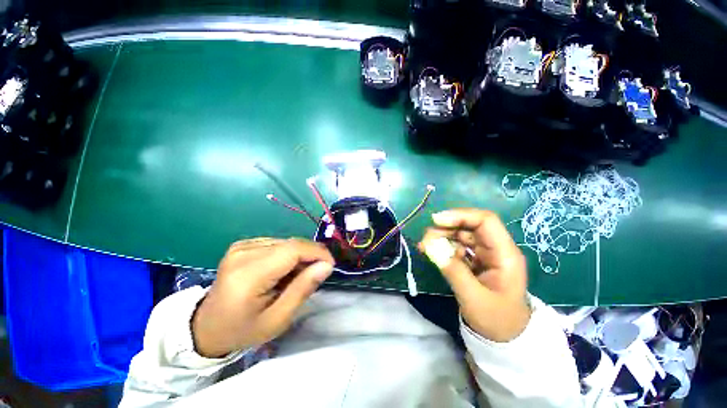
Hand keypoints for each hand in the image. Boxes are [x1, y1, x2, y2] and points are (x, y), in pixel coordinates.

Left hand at [192, 238, 333, 357]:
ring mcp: (241, 246)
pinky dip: (287, 255)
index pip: (292, 249)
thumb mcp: (277, 319)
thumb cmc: (243, 329)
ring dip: (298, 256)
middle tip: (314, 275)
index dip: (317, 252)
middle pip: (291, 243)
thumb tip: (326, 265)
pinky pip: (276, 243)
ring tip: (295, 276)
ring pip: (286, 242)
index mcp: (248, 275)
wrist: (207, 327)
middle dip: (310, 256)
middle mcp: (243, 253)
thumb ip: (303, 289)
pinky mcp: (242, 244)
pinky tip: (281, 270)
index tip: (330, 265)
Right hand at [419, 208, 530, 341]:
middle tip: (426, 239)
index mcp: (505, 254)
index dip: (461, 216)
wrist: (505, 338)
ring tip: (425, 246)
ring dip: (441, 237)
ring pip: (461, 234)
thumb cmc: (497, 321)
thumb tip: (431, 248)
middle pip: (469, 226)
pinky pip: (457, 246)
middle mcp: (495, 248)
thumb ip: (453, 271)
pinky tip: (430, 251)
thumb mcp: (474, 299)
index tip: (436, 220)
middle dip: (446, 228)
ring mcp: (484, 254)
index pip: (485, 221)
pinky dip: (442, 246)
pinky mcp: (474, 260)